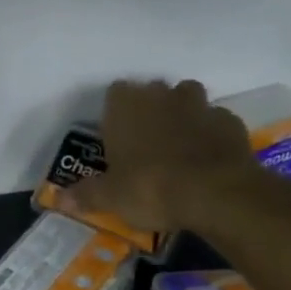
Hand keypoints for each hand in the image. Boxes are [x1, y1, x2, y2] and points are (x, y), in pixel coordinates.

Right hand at [56, 78, 261, 233]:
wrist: (215, 193)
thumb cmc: (149, 187)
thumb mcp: (110, 197)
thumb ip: (86, 195)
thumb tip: (60, 199)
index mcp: (125, 106)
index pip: (115, 92)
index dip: (116, 110)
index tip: (116, 132)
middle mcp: (160, 96)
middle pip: (153, 90)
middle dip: (151, 108)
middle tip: (146, 140)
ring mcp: (199, 105)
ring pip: (188, 97)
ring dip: (183, 112)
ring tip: (179, 141)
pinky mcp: (230, 122)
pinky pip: (216, 120)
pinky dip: (211, 132)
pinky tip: (208, 155)